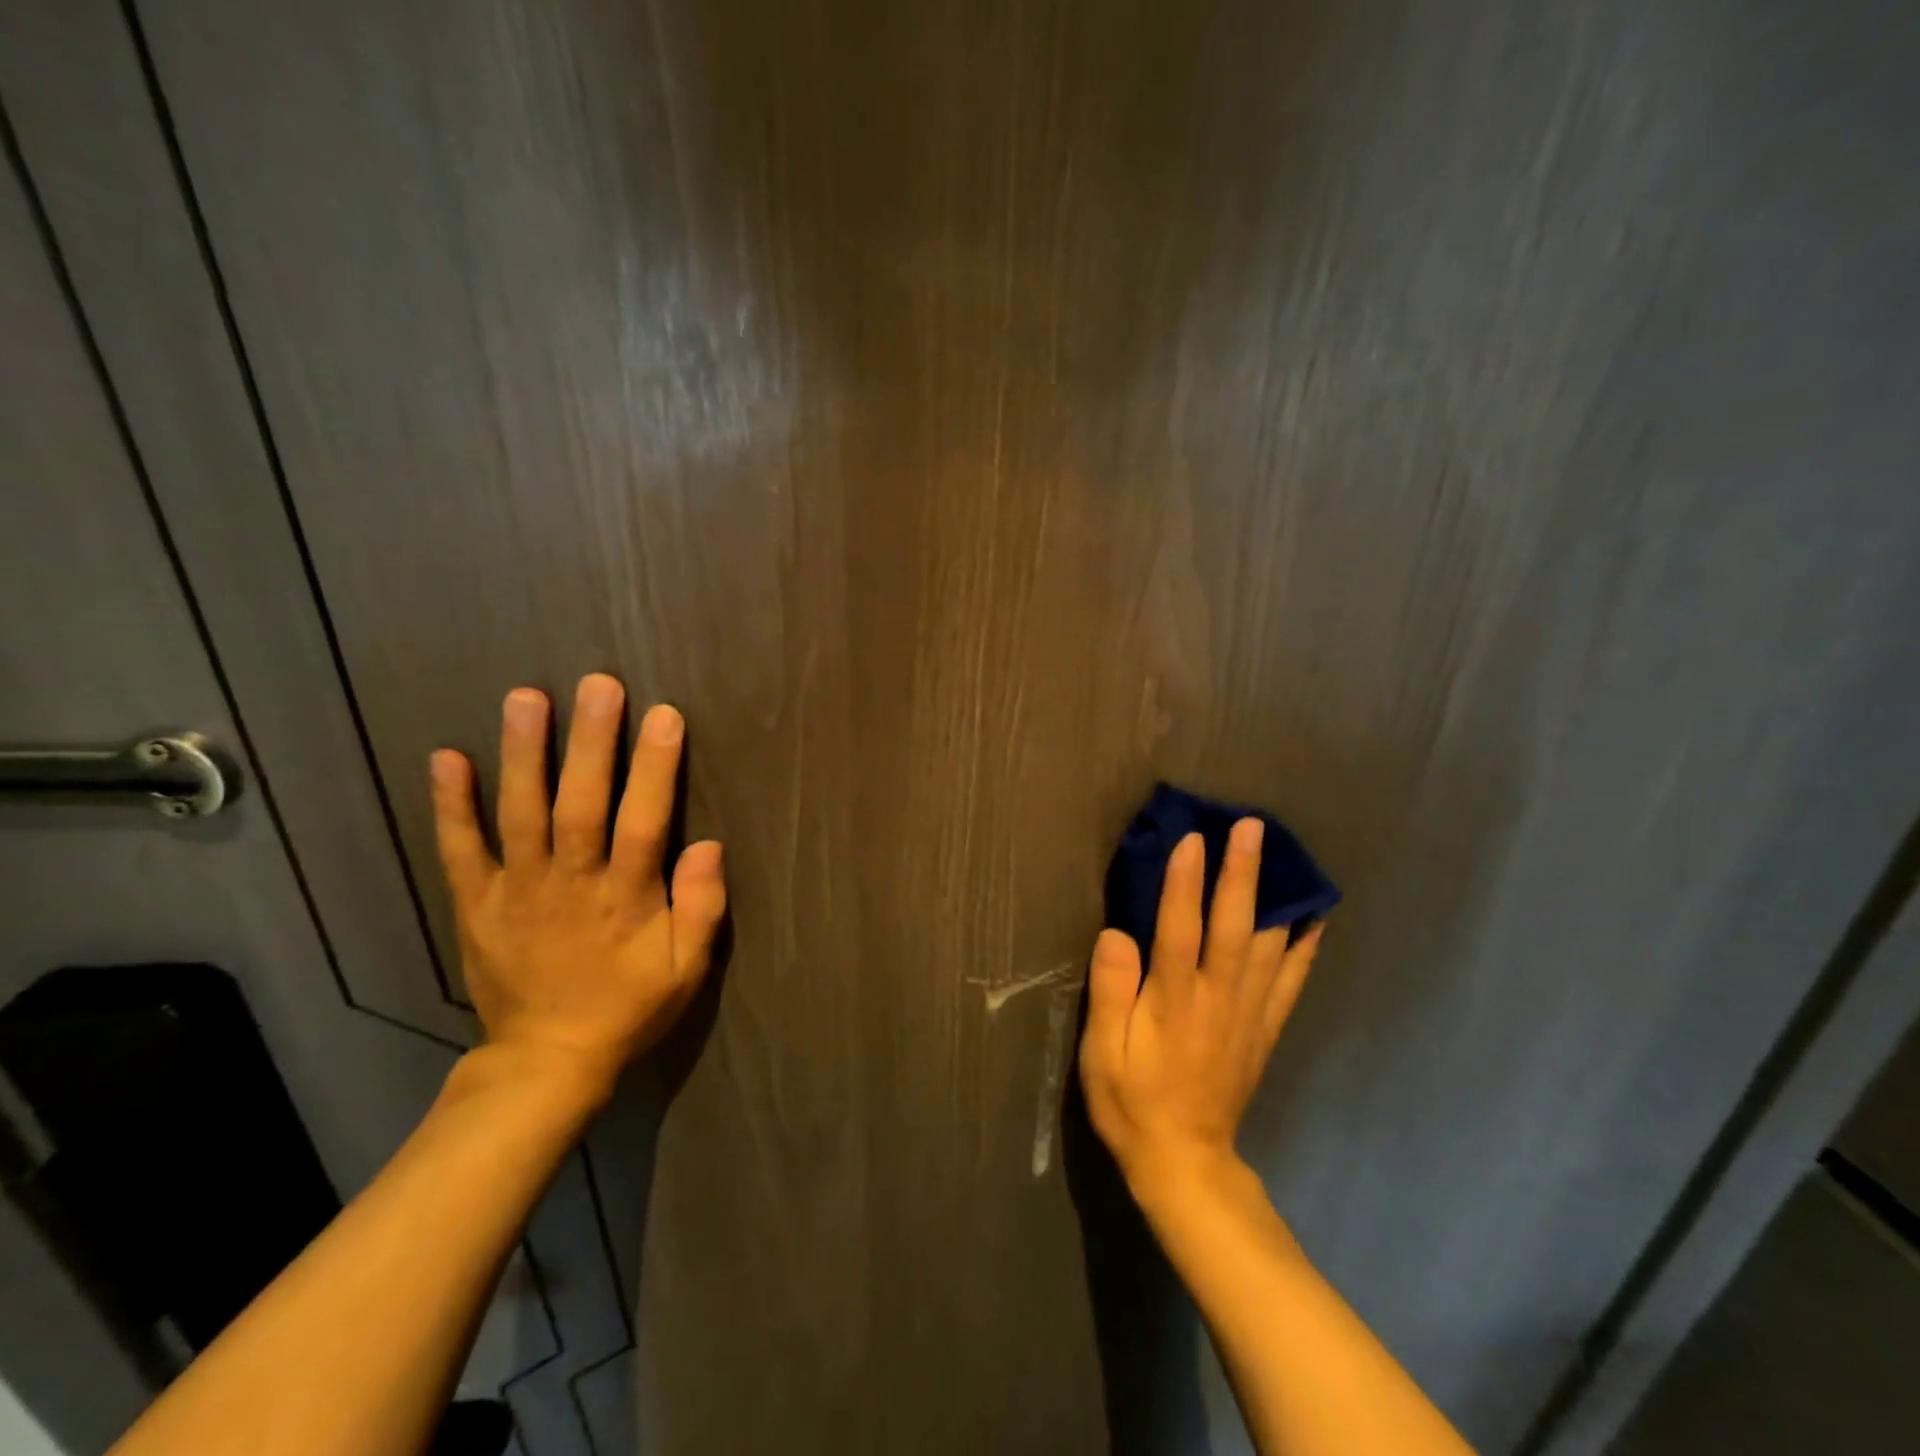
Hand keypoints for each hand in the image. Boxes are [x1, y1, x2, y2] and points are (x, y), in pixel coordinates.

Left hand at [429, 674, 727, 1096]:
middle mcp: (570, 883)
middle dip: (591, 742)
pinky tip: (446, 757)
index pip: (643, 821)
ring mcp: (516, 890)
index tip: (664, 715)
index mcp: (625, 898)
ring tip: (527, 698)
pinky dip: (451, 805)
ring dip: (523, 755)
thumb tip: (709, 846)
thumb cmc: (628, 1007)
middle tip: (597, 684)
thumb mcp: (687, 970)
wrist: (546, 1060)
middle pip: (580, 804)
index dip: (654, 768)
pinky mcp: (476, 903)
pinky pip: (459, 849)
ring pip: (520, 814)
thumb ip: (702, 908)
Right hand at [1079, 819, 1323, 1198]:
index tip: (1192, 839)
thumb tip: (1116, 933)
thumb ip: (1109, 992)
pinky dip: (1304, 947)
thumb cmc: (1131, 1102)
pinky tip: (1314, 919)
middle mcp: (1217, 1000)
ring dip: (1275, 897)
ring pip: (1267, 946)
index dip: (1184, 883)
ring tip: (1285, 855)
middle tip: (1251, 827)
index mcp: (1173, 1003)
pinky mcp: (1263, 1029)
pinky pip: (1290, 982)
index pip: (1179, 930)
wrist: (1184, 1162)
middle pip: (1233, 928)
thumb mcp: (1101, 1054)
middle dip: (1242, 874)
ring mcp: (1247, 1014)